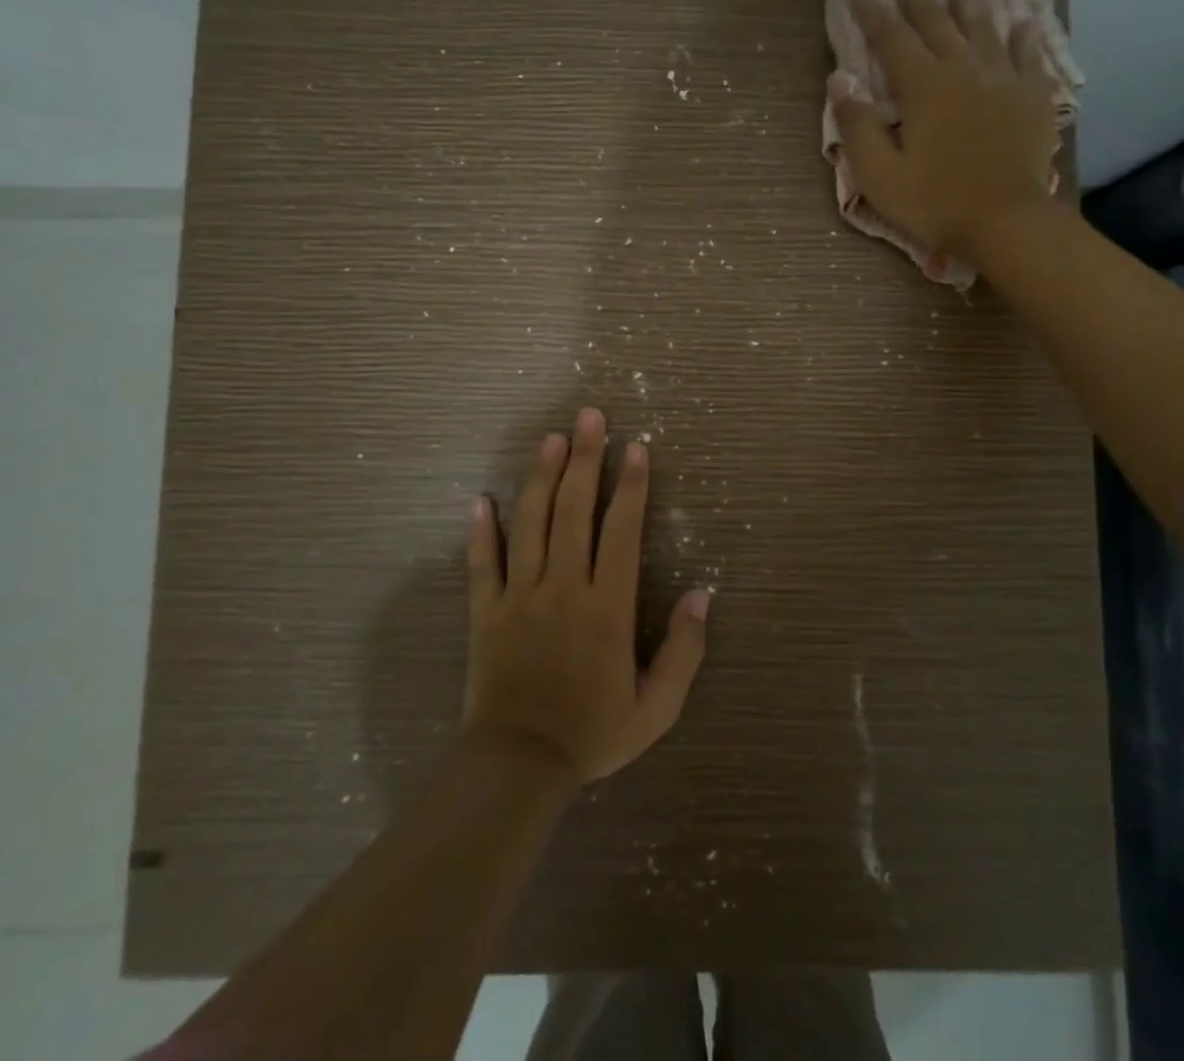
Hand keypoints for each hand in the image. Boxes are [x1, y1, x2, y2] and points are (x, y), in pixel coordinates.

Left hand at [464, 407, 709, 784]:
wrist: (518, 767)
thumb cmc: (593, 734)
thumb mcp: (657, 707)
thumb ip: (684, 651)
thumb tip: (702, 594)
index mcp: (607, 607)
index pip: (622, 531)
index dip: (632, 486)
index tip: (636, 448)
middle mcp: (563, 588)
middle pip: (574, 511)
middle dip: (585, 459)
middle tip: (590, 417)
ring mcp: (520, 596)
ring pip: (531, 523)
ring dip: (541, 477)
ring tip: (551, 438)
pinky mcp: (486, 611)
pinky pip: (483, 562)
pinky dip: (482, 529)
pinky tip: (480, 499)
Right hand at [829, 0, 1063, 264]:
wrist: (1006, 223)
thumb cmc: (935, 202)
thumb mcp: (879, 174)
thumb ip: (857, 125)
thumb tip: (839, 79)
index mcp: (922, 86)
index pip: (890, 37)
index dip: (871, 10)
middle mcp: (963, 69)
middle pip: (935, 19)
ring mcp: (1002, 80)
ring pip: (982, 25)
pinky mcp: (1031, 98)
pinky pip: (1029, 56)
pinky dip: (1024, 34)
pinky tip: (1024, 18)